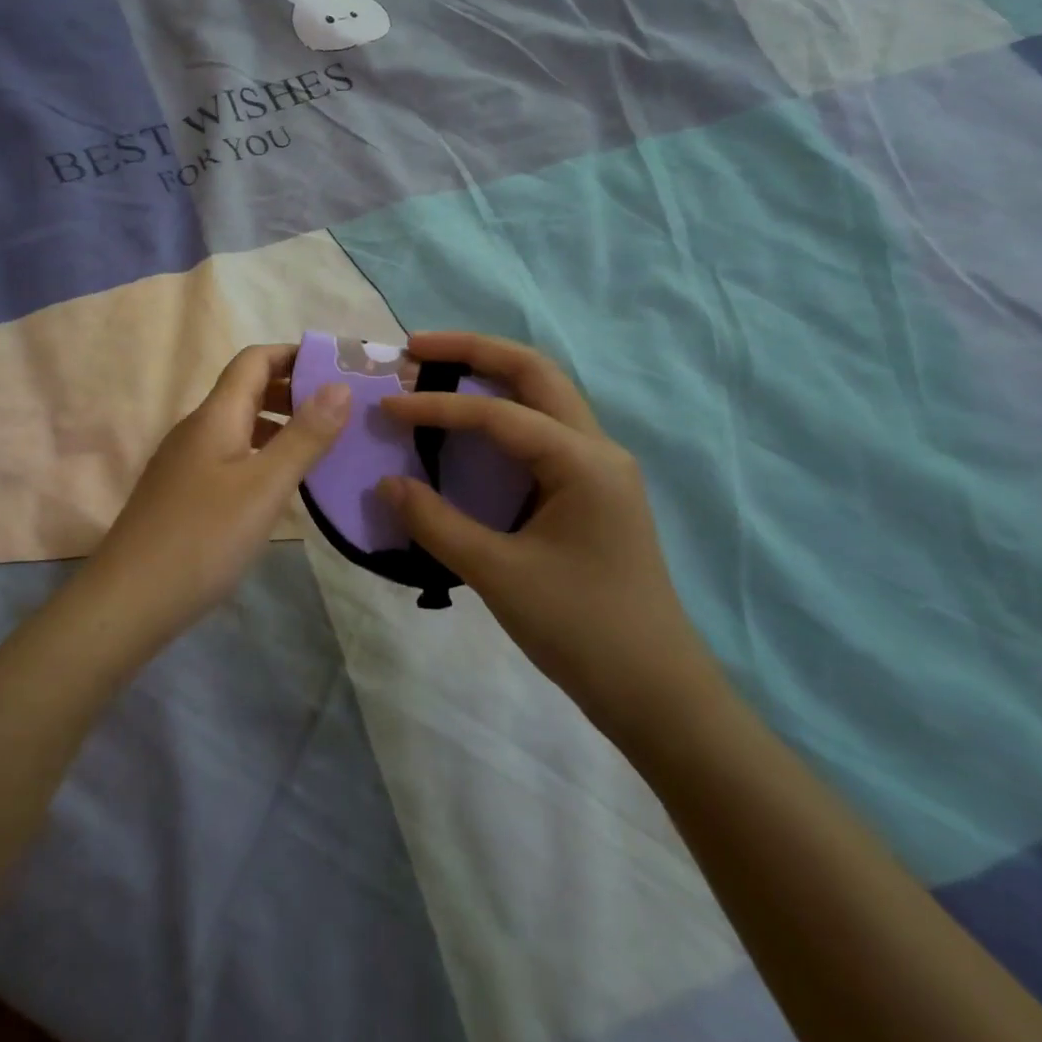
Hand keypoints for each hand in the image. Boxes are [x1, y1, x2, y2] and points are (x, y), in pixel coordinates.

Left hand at [86, 345, 350, 640]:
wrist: (129, 600)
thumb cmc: (203, 538)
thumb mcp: (264, 486)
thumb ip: (304, 436)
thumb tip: (340, 385)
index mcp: (215, 416)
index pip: (254, 360)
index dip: (293, 354)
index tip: (336, 367)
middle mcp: (196, 429)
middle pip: (245, 390)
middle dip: (292, 390)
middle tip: (340, 410)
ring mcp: (183, 462)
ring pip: (237, 426)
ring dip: (278, 425)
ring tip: (320, 447)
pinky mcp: (180, 493)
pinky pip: (227, 456)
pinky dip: (259, 456)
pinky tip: (278, 487)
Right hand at [379, 332, 726, 745]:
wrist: (655, 692)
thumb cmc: (581, 629)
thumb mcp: (499, 575)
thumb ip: (437, 523)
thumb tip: (386, 484)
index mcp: (583, 461)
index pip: (498, 413)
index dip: (437, 406)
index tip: (387, 408)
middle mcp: (596, 449)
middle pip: (534, 372)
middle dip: (473, 351)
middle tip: (417, 349)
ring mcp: (597, 468)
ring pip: (542, 396)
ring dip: (489, 376)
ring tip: (435, 372)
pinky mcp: (589, 491)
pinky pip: (540, 432)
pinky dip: (499, 415)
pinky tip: (466, 429)